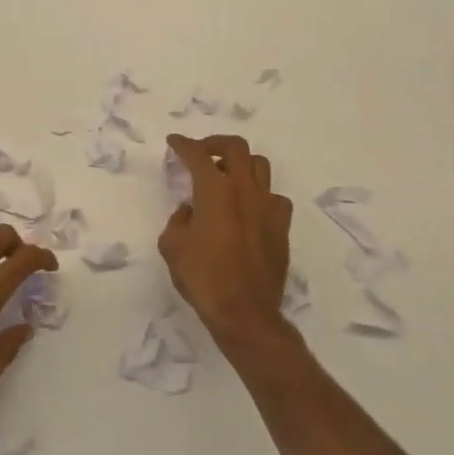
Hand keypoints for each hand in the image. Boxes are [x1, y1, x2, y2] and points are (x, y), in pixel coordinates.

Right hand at [160, 134, 293, 341]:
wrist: (245, 312)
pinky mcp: (281, 226)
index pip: (197, 154)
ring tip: (227, 176)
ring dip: (241, 164)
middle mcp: (244, 190)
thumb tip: (190, 211)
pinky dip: (260, 195)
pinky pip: (274, 197)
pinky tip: (250, 208)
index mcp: (215, 191)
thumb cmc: (203, 277)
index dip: (183, 144)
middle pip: (236, 147)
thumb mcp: (172, 246)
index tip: (174, 142)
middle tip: (202, 153)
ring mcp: (267, 207)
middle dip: (215, 144)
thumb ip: (178, 220)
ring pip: (260, 166)